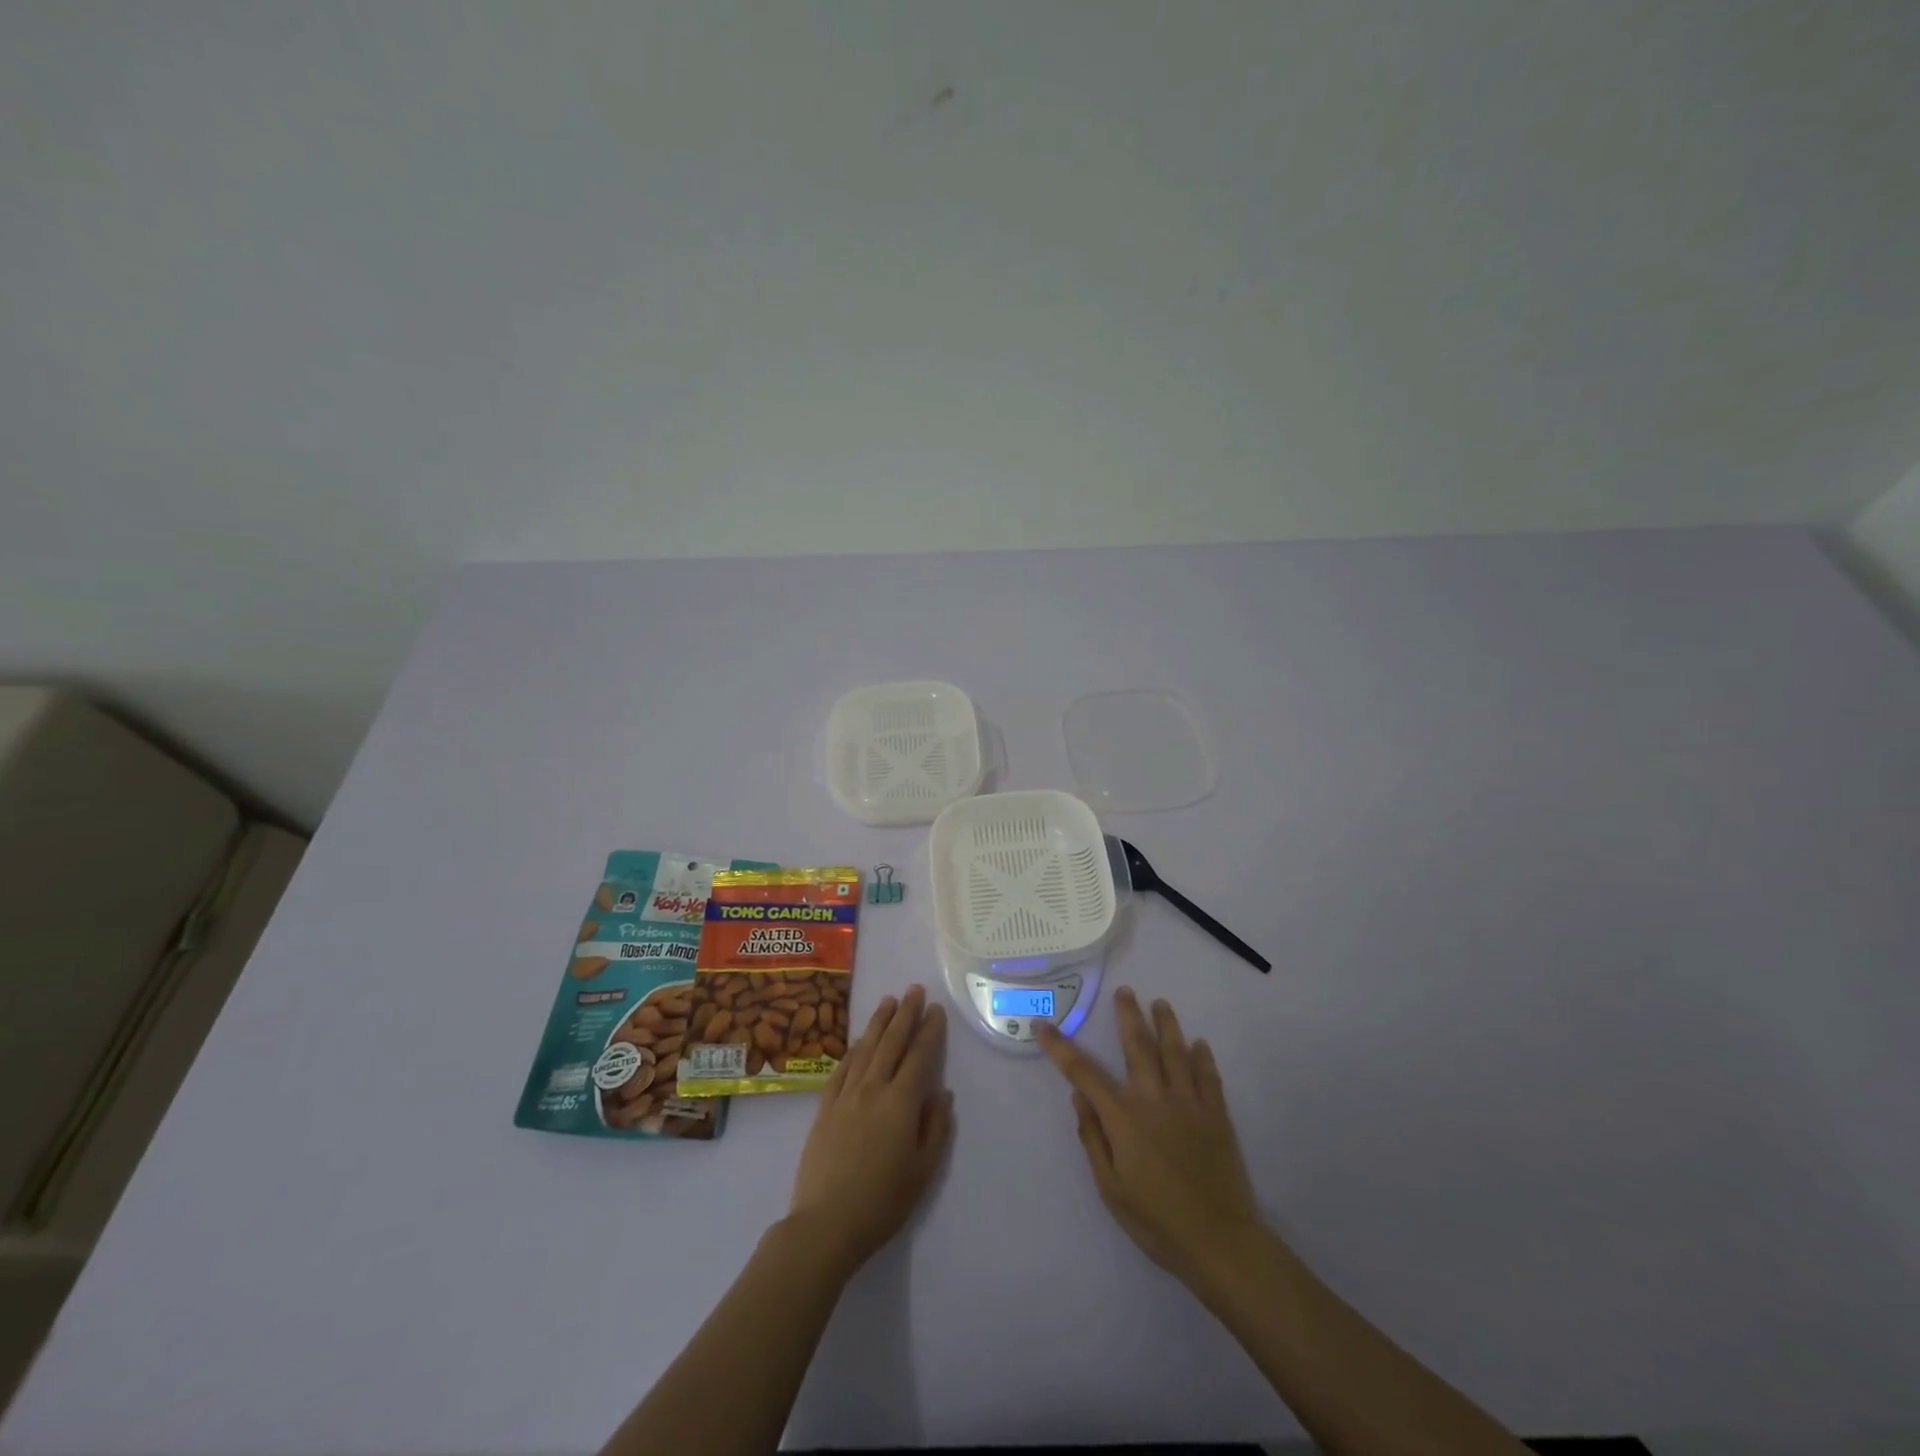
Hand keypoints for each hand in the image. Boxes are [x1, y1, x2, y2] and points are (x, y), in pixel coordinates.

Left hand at [787, 985, 953, 1275]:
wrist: (825, 1224)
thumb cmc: (882, 1202)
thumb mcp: (922, 1172)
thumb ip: (935, 1128)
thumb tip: (942, 1093)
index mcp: (901, 1103)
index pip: (919, 1056)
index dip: (929, 1031)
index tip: (936, 1009)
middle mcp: (873, 1089)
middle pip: (892, 1043)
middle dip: (905, 1014)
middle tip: (914, 990)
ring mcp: (846, 1096)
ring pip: (865, 1049)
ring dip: (878, 1023)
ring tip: (888, 1001)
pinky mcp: (825, 1107)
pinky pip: (842, 1069)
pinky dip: (853, 1050)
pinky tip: (859, 1041)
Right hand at [1038, 987, 1261, 1287]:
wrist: (1221, 1243)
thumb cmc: (1157, 1222)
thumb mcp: (1111, 1189)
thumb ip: (1093, 1140)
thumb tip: (1079, 1099)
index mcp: (1124, 1118)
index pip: (1084, 1073)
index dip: (1060, 1048)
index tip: (1043, 1025)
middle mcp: (1155, 1099)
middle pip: (1137, 1046)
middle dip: (1128, 1016)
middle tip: (1125, 991)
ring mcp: (1189, 1103)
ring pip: (1175, 1052)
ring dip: (1166, 1024)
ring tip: (1160, 1003)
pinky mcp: (1217, 1115)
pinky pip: (1209, 1076)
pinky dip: (1203, 1057)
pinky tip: (1199, 1044)